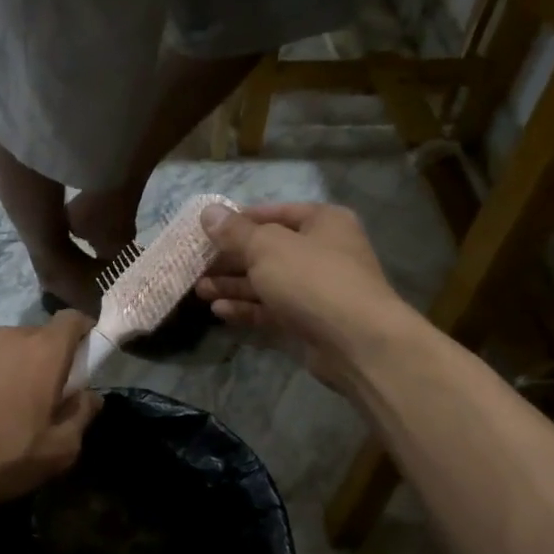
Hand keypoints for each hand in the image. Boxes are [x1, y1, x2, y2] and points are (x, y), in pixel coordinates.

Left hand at [0, 311, 102, 521]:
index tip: (85, 366)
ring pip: (7, 353)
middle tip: (46, 403)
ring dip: (15, 373)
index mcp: (43, 351)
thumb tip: (90, 397)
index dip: (85, 336)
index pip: (73, 319)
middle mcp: (8, 338)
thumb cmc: (0, 455)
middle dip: (50, 363)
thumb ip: (82, 416)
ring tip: (6, 416)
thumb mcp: (58, 451)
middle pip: (40, 338)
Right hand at [194, 203, 416, 389]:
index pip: (274, 213)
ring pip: (267, 282)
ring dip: (233, 285)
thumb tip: (208, 212)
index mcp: (322, 222)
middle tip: (196, 264)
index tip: (206, 230)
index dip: (239, 220)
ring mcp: (316, 290)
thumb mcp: (267, 247)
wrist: (357, 342)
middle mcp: (322, 252)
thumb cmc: (312, 279)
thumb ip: (235, 232)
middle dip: (230, 258)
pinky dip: (247, 309)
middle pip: (267, 250)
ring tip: (199, 289)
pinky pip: (272, 310)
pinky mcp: (308, 322)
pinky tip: (219, 311)